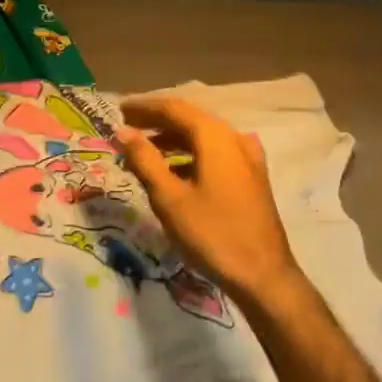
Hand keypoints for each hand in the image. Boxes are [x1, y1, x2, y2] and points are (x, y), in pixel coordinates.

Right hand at [117, 95, 302, 305]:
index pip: (174, 108)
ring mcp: (248, 157)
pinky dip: (191, 156)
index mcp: (215, 136)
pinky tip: (174, 172)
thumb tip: (123, 132)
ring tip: (144, 151)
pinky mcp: (252, 176)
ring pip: (204, 137)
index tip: (118, 109)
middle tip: (127, 129)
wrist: (263, 275)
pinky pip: (216, 154)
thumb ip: (145, 160)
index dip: (144, 107)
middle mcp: (234, 137)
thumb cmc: (212, 234)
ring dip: (173, 140)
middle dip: (157, 122)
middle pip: (191, 119)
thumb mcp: (170, 198)